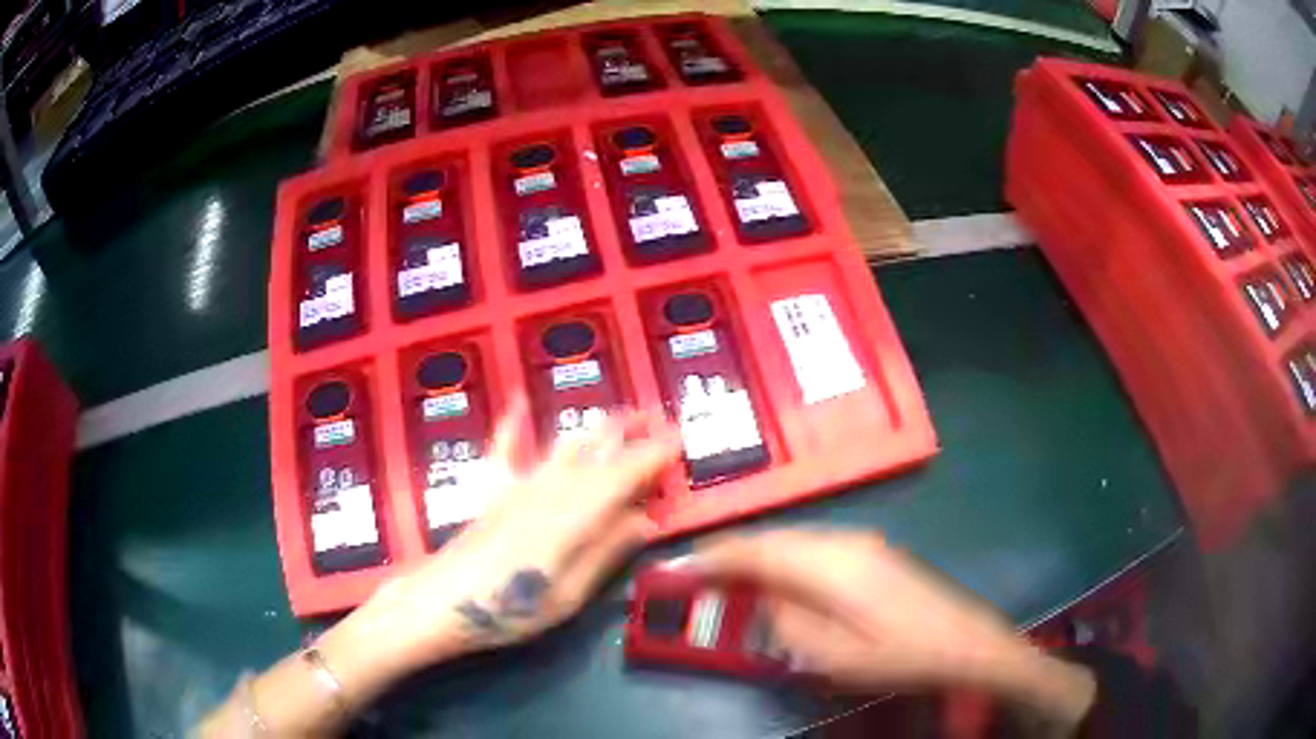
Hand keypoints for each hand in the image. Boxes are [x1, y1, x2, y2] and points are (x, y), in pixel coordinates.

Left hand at [326, 398, 681, 689]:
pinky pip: (505, 447)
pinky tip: (519, 399)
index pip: (624, 476)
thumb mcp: (568, 595)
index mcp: (573, 517)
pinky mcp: (493, 490)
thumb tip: (646, 521)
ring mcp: (518, 486)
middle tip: (659, 417)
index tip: (679, 441)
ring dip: (595, 428)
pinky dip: (513, 422)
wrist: (442, 602)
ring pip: (564, 446)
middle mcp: (549, 490)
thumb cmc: (508, 609)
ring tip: (618, 415)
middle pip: (597, 453)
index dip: (653, 456)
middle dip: (631, 433)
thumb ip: (605, 553)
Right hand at [689, 530, 1094, 724]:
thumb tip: (762, 599)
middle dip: (731, 551)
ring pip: (794, 538)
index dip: (714, 556)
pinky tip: (778, 576)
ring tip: (727, 573)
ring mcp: (863, 543)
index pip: (757, 550)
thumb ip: (787, 624)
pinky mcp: (875, 552)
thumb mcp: (833, 657)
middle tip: (695, 570)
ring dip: (758, 553)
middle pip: (774, 537)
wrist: (965, 643)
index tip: (676, 566)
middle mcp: (844, 541)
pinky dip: (785, 557)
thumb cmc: (899, 656)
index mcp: (831, 565)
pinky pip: (814, 545)